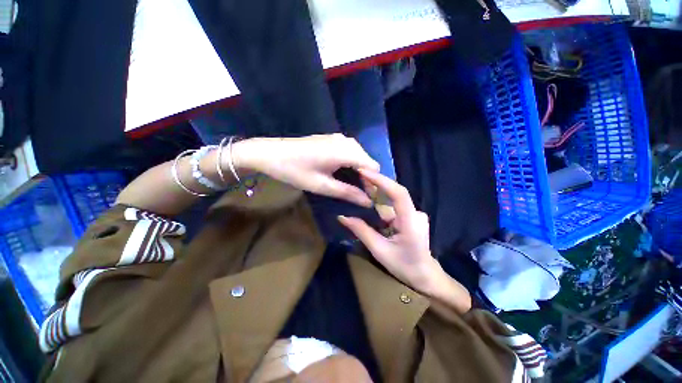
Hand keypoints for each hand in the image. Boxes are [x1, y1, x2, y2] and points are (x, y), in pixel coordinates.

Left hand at [233, 134, 379, 206]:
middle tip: (356, 195)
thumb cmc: (294, 170)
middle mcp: (347, 141)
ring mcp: (339, 138)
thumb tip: (368, 202)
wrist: (269, 152)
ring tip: (348, 187)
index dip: (373, 183)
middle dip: (365, 179)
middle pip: (367, 161)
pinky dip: (349, 164)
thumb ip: (348, 193)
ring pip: (359, 157)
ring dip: (357, 172)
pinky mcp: (331, 139)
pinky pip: (349, 152)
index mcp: (346, 151)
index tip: (366, 198)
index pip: (373, 167)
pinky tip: (339, 174)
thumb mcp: (322, 186)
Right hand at [337, 169, 441, 293]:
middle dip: (376, 182)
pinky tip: (370, 197)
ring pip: (393, 199)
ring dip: (377, 191)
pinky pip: (394, 205)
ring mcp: (414, 213)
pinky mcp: (411, 215)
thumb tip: (342, 216)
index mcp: (410, 222)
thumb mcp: (379, 251)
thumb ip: (361, 231)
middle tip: (358, 174)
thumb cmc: (404, 266)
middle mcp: (415, 213)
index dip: (381, 181)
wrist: (425, 275)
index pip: (398, 193)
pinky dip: (381, 201)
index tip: (364, 172)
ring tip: (360, 182)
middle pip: (395, 192)